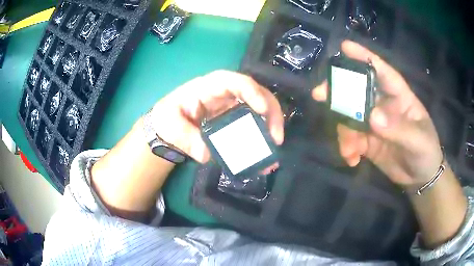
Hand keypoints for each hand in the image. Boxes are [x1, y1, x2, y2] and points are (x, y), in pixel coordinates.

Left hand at [148, 70, 284, 162]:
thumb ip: (184, 137)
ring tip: (274, 148)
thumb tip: (206, 153)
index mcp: (208, 87)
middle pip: (255, 93)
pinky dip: (261, 139)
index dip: (251, 91)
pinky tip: (265, 156)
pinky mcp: (234, 121)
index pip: (233, 81)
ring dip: (270, 126)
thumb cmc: (168, 118)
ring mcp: (231, 107)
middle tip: (276, 137)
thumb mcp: (169, 125)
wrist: (168, 127)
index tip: (261, 109)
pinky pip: (253, 125)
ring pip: (259, 109)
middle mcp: (225, 94)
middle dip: (270, 112)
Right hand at [312, 41, 442, 186]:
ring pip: (350, 117)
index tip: (343, 47)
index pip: (381, 71)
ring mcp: (374, 124)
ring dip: (344, 132)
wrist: (420, 178)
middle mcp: (384, 105)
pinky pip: (351, 139)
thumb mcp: (418, 140)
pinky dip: (347, 148)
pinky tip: (352, 160)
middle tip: (320, 95)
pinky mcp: (368, 142)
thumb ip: (398, 129)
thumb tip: (371, 117)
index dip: (364, 57)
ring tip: (349, 150)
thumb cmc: (426, 152)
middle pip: (357, 91)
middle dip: (338, 92)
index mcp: (399, 96)